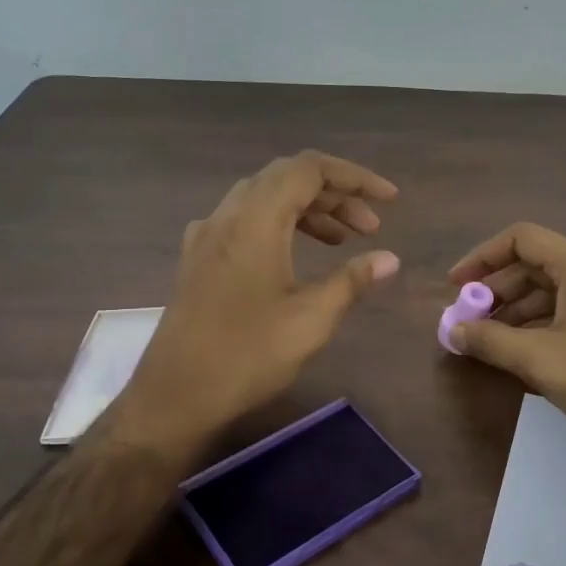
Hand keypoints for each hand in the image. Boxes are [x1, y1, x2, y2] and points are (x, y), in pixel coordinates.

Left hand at [115, 152, 399, 451]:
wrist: (175, 396)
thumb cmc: (247, 355)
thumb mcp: (311, 319)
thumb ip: (352, 281)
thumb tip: (390, 259)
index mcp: (256, 220)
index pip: (309, 169)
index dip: (355, 177)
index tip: (390, 200)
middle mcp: (227, 216)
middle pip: (286, 178)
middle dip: (335, 194)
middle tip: (370, 227)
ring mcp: (207, 236)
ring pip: (264, 198)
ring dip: (307, 210)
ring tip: (341, 241)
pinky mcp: (198, 259)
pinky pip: (243, 220)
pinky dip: (279, 224)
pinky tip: (292, 254)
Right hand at [447, 223, 565, 457]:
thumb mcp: (537, 358)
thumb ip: (489, 339)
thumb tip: (453, 330)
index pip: (521, 239)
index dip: (482, 257)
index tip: (456, 286)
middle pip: (536, 263)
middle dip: (497, 289)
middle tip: (470, 318)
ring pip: (554, 289)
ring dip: (517, 308)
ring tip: (490, 339)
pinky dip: (542, 321)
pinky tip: (525, 350)